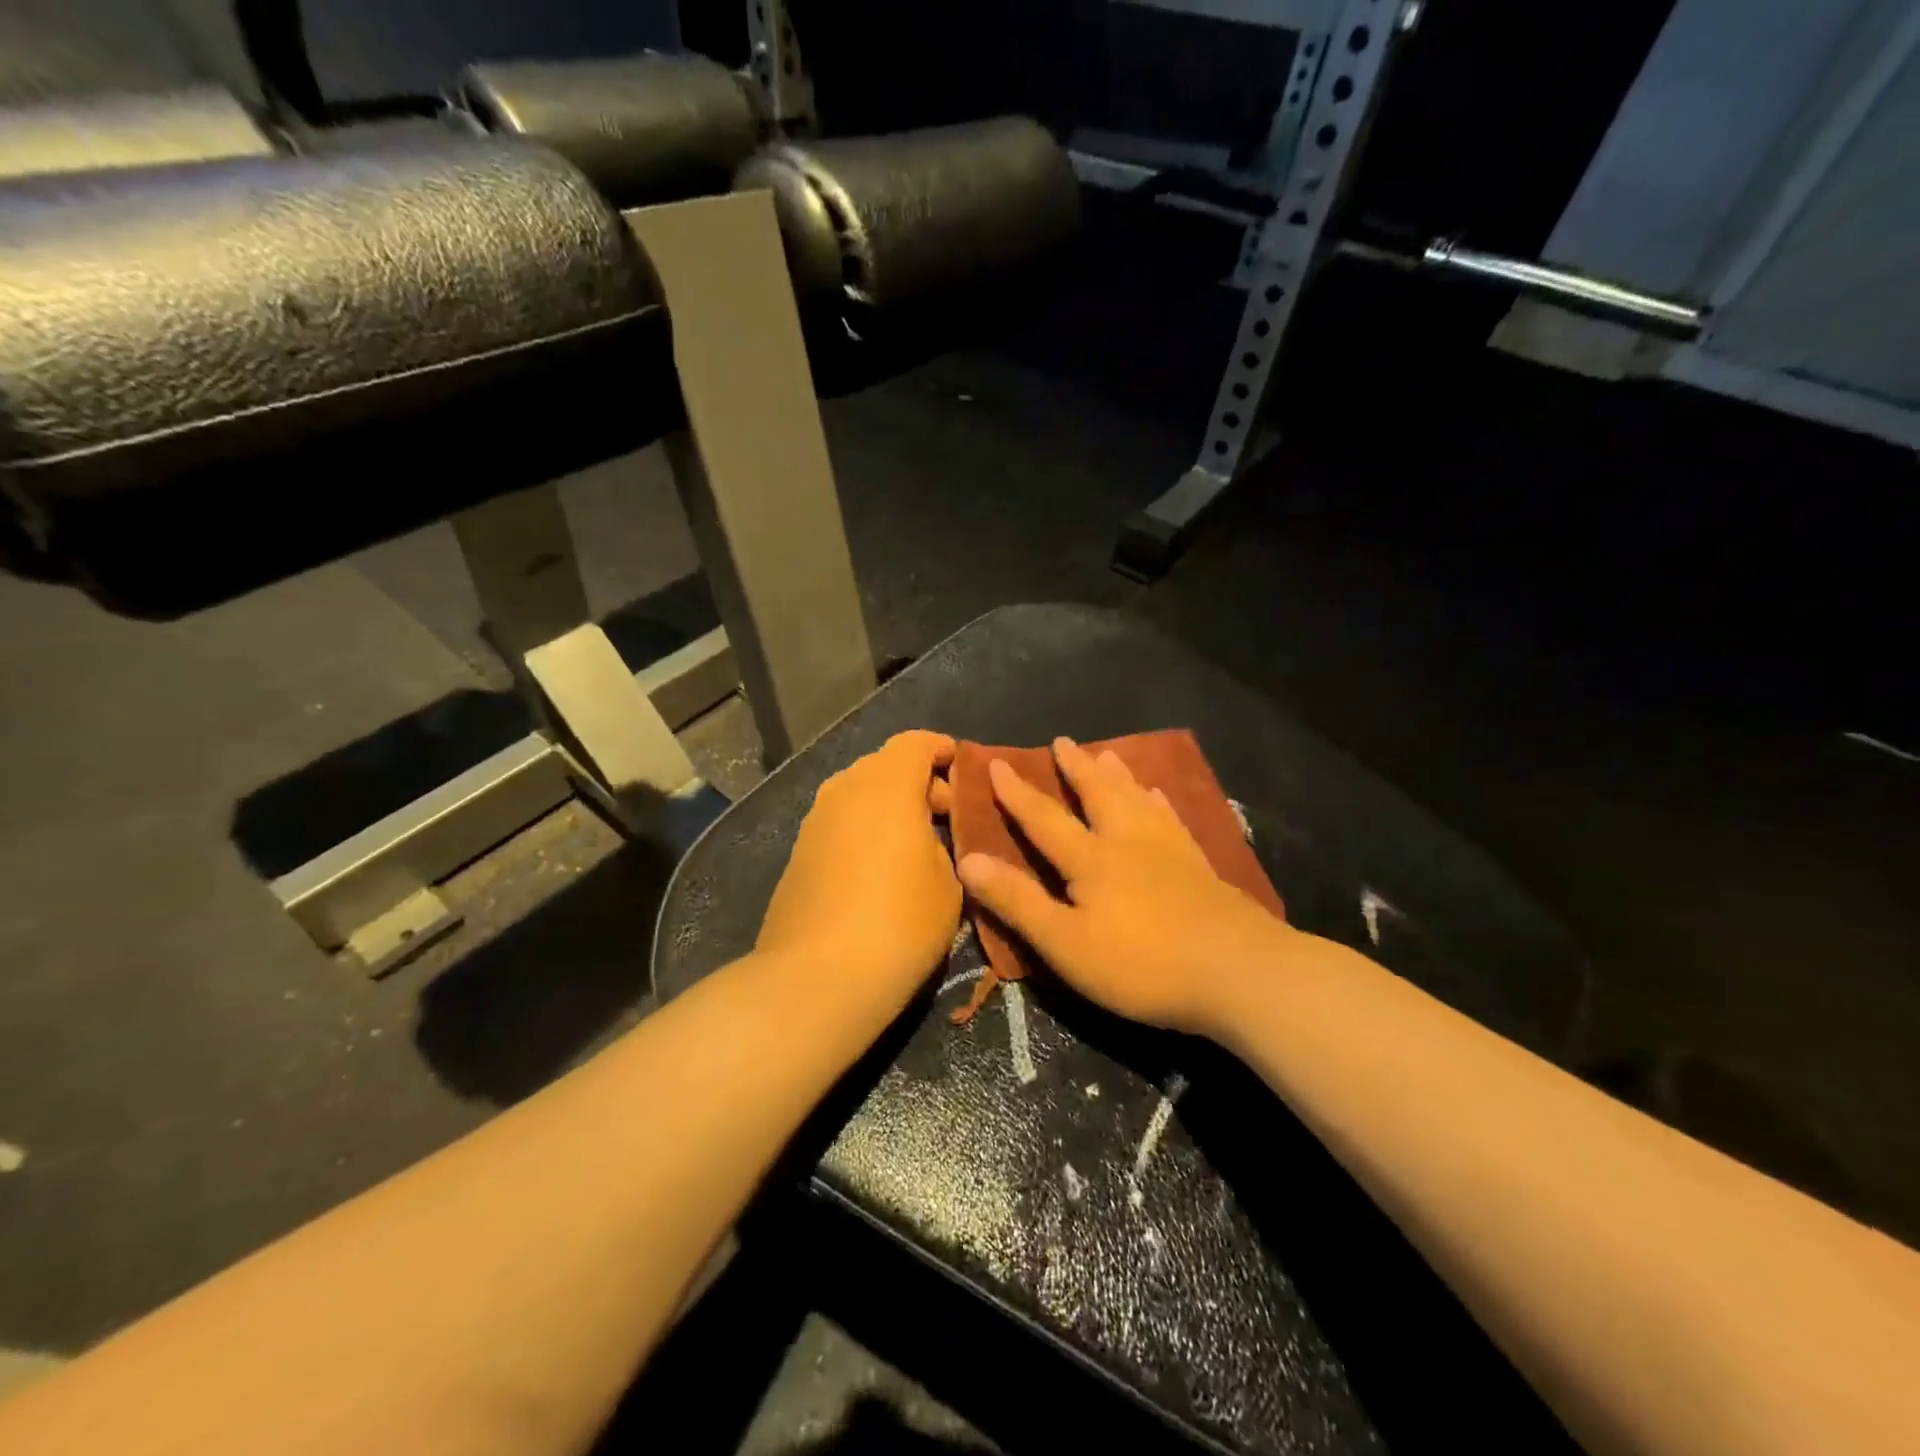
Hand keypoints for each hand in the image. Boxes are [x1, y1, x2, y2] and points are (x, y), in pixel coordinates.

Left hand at [756, 730, 960, 1003]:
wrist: (818, 978)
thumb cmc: (901, 923)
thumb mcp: (949, 884)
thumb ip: (941, 847)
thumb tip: (924, 842)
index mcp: (887, 786)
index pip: (914, 743)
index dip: (940, 749)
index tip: (960, 768)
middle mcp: (845, 790)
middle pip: (884, 765)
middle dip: (917, 781)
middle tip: (945, 816)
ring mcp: (815, 821)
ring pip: (858, 794)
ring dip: (888, 806)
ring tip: (914, 844)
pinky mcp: (797, 853)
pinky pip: (839, 822)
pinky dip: (863, 829)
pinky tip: (879, 868)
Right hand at [956, 738, 1291, 1035]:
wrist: (1237, 972)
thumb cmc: (1141, 964)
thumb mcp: (1065, 942)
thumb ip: (1017, 901)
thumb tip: (968, 860)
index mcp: (1091, 859)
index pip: (1045, 818)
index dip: (1018, 792)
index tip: (999, 762)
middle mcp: (1128, 841)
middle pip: (1098, 794)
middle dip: (1076, 768)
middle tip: (1063, 740)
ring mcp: (1169, 850)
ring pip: (1137, 799)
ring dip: (1117, 775)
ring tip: (1108, 753)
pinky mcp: (1199, 866)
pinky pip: (1173, 819)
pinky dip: (1160, 802)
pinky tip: (1160, 796)